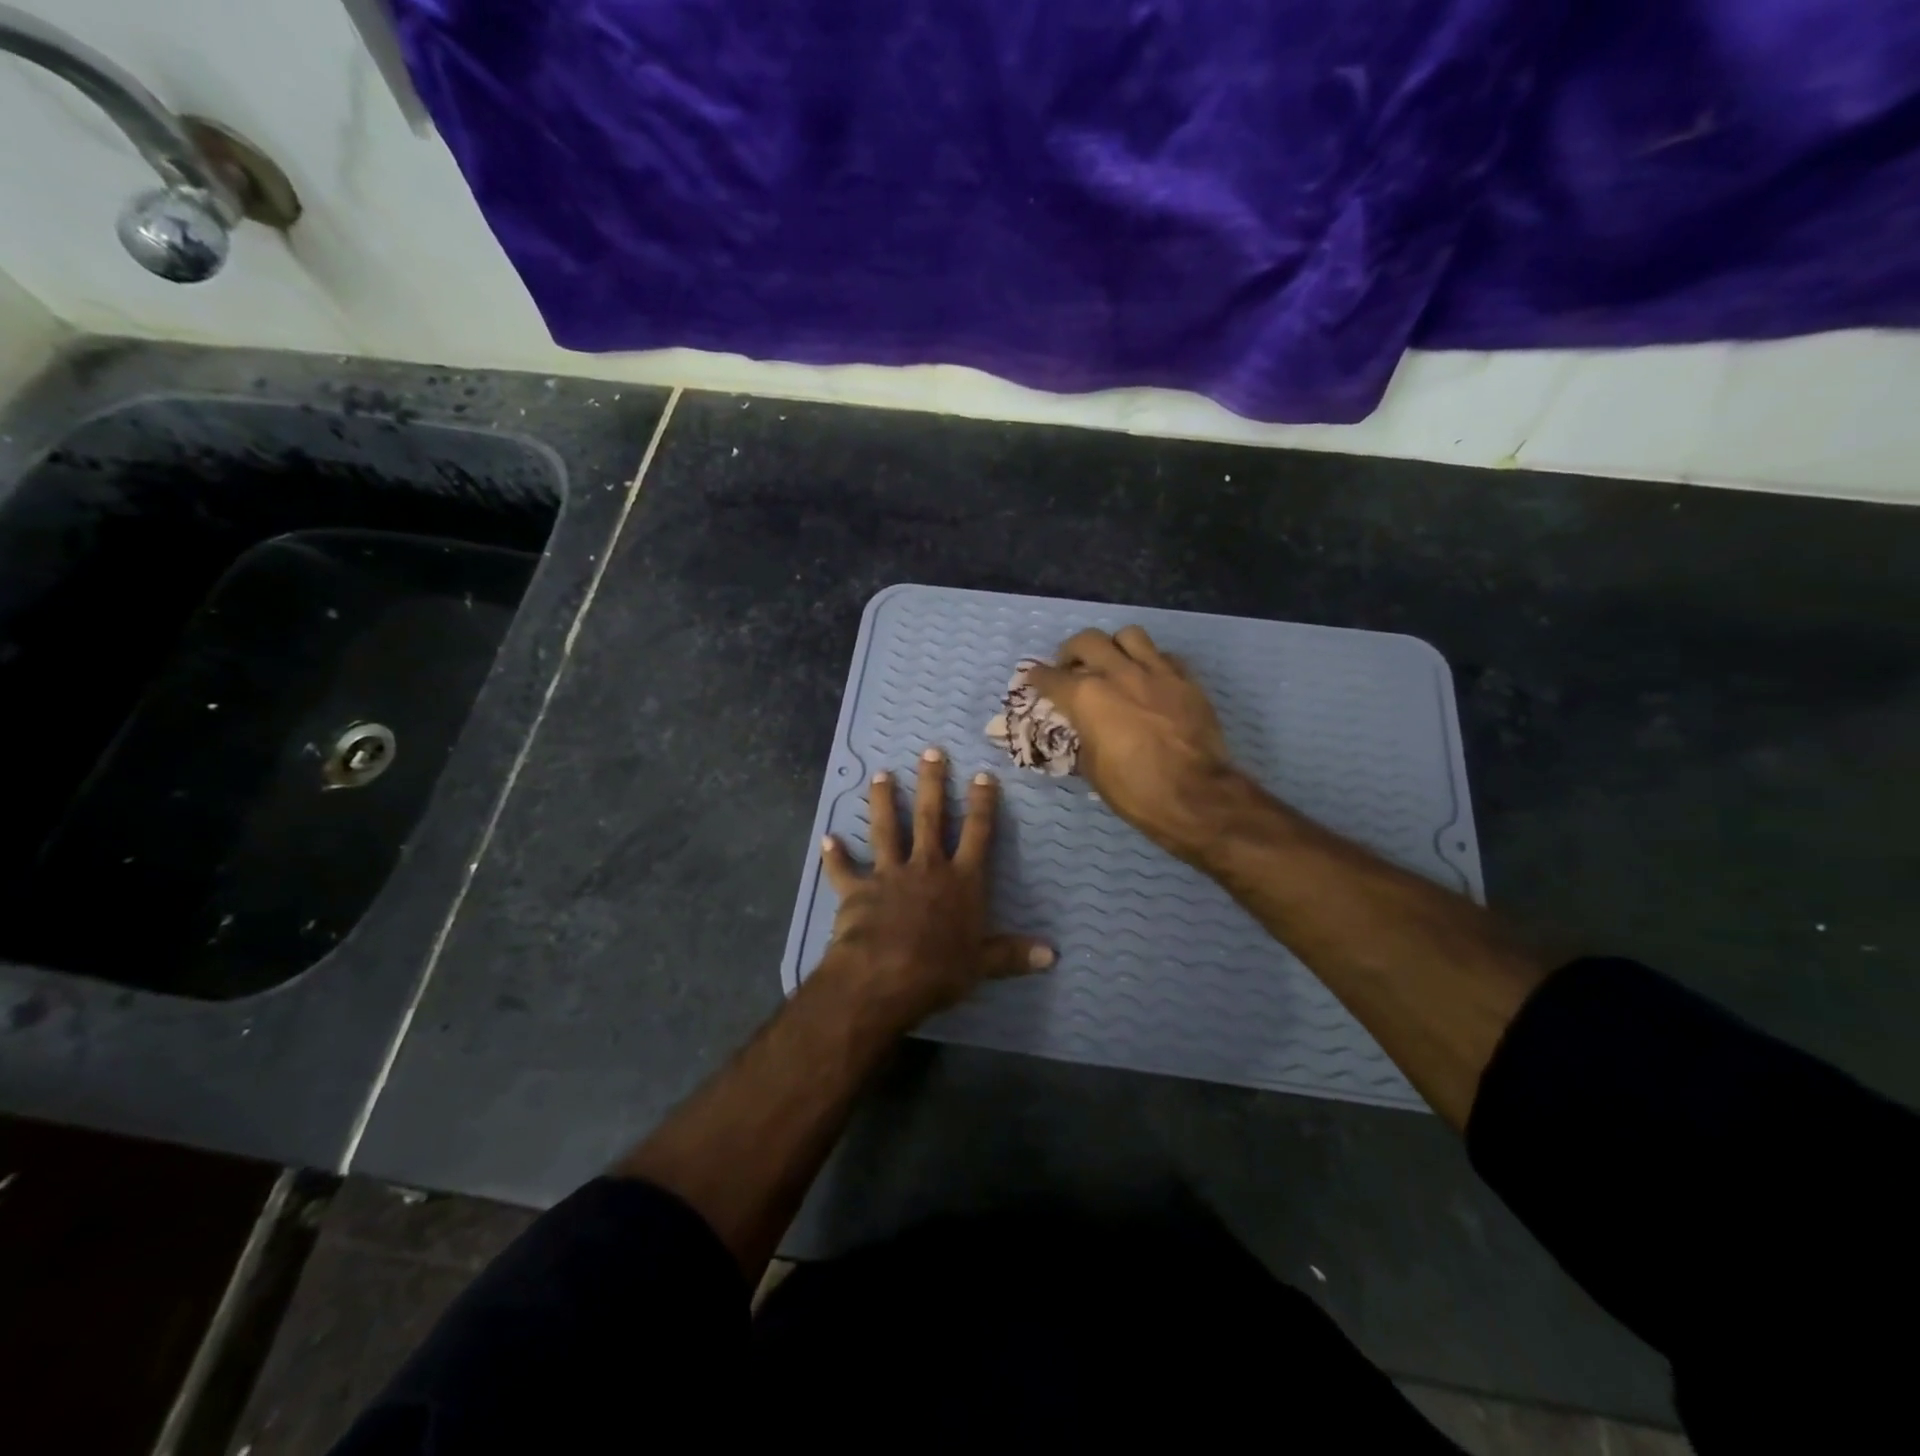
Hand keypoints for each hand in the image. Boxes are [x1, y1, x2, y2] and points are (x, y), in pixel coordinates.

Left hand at [819, 747, 1052, 1025]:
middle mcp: (927, 867)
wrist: (886, 975)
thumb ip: (1013, 954)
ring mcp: (890, 874)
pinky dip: (835, 855)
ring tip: (882, 775)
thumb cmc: (940, 969)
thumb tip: (1052, 955)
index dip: (982, 804)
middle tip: (931, 752)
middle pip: (931, 817)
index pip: (977, 833)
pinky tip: (828, 838)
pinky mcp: (857, 890)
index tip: (982, 775)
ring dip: (884, 802)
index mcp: (961, 881)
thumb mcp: (983, 963)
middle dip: (932, 783)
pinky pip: (844, 870)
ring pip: (886, 829)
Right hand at [1027, 627, 1244, 860]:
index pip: (1050, 677)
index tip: (1033, 679)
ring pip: (1129, 636)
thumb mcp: (1092, 769)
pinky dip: (1151, 663)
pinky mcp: (1186, 680)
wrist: (1196, 796)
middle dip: (1071, 651)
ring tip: (1113, 662)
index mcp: (1087, 697)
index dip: (1037, 678)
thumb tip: (1082, 728)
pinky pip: (1164, 656)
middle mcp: (1118, 673)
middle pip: (1087, 641)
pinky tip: (1149, 679)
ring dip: (1114, 646)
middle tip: (1071, 667)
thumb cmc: (1135, 790)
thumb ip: (1082, 736)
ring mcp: (1156, 672)